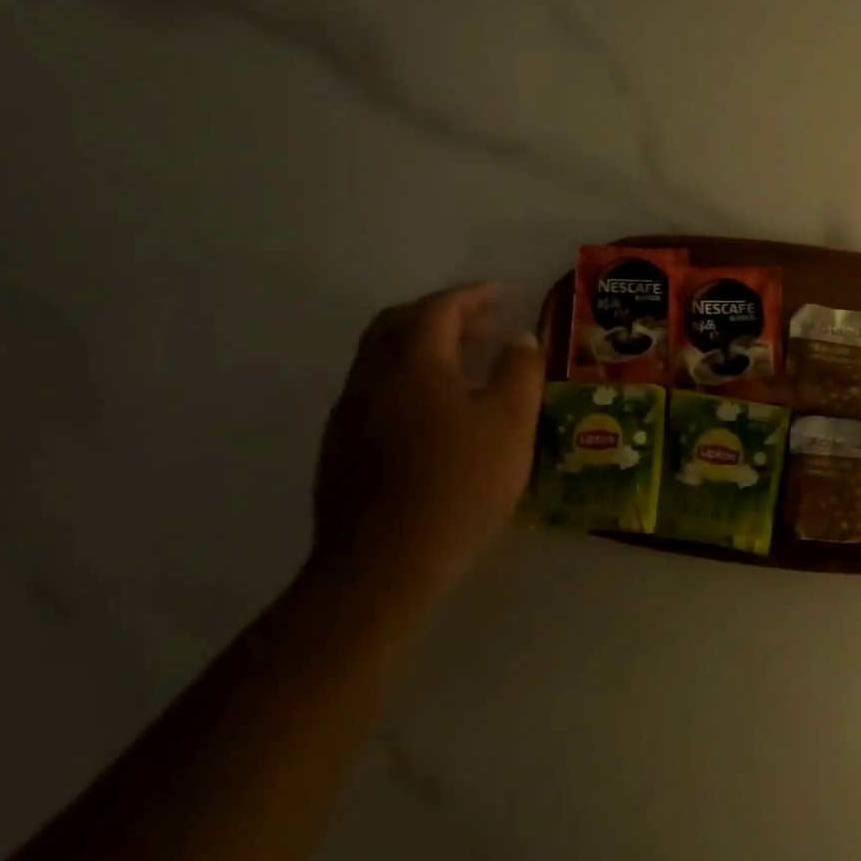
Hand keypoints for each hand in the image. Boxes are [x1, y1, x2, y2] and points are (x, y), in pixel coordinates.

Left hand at [312, 284, 545, 599]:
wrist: (383, 566)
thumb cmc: (458, 484)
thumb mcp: (511, 423)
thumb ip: (520, 371)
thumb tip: (520, 338)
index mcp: (414, 363)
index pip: (438, 307)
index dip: (472, 295)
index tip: (502, 294)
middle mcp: (372, 377)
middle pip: (398, 323)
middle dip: (441, 314)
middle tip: (481, 326)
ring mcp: (349, 415)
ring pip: (381, 358)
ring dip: (421, 348)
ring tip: (463, 368)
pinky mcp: (339, 449)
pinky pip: (375, 392)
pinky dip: (407, 381)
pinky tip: (433, 415)